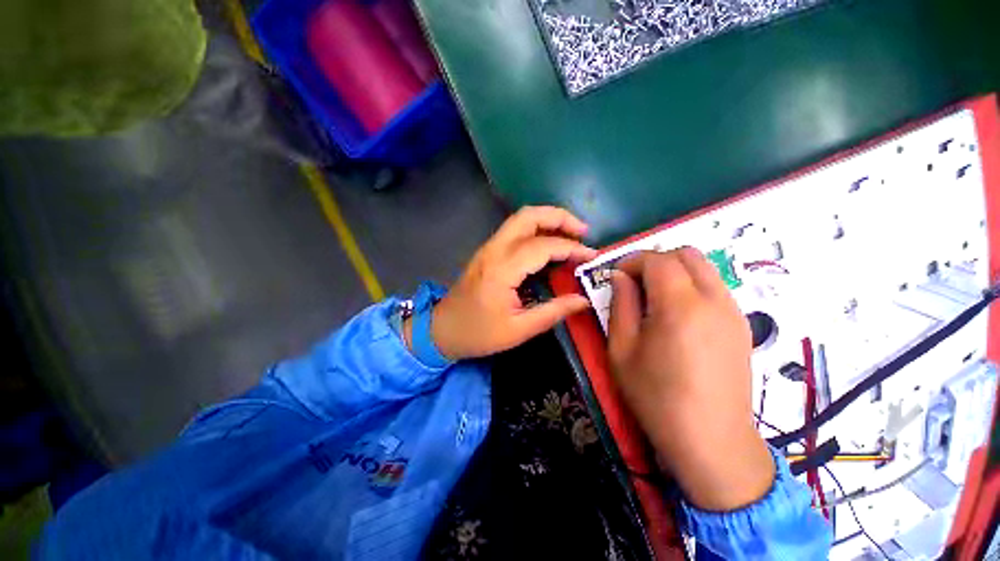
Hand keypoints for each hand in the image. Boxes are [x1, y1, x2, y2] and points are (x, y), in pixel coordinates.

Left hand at [407, 206, 596, 360]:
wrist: (443, 329)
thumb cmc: (479, 334)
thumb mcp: (518, 330)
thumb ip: (553, 312)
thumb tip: (583, 300)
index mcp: (501, 270)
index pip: (543, 246)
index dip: (571, 248)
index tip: (591, 257)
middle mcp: (494, 250)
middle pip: (529, 216)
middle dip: (559, 217)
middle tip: (583, 232)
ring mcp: (488, 247)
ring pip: (521, 218)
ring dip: (548, 219)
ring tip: (571, 233)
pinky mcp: (487, 251)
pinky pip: (515, 229)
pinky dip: (536, 228)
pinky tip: (549, 242)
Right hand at [608, 248, 773, 510]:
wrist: (712, 440)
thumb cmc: (656, 396)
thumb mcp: (622, 349)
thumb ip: (621, 305)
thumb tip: (620, 277)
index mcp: (680, 306)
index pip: (657, 259)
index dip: (632, 261)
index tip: (616, 277)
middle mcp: (714, 300)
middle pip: (687, 254)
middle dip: (656, 260)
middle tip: (636, 284)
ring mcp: (733, 311)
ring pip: (704, 268)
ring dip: (675, 272)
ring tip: (654, 299)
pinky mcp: (742, 325)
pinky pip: (714, 287)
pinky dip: (691, 286)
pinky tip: (677, 315)